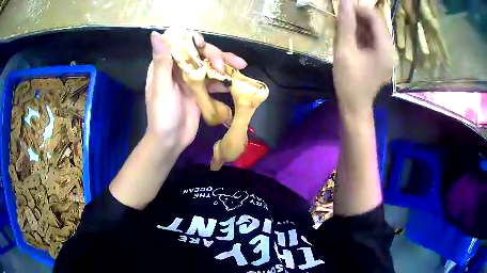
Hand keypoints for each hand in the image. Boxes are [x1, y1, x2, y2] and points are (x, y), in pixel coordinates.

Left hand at [145, 31, 246, 153]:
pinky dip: (225, 80)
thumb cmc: (162, 114)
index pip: (181, 45)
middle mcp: (179, 69)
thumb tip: (156, 34)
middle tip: (225, 65)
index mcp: (166, 65)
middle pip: (200, 53)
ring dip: (225, 64)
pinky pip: (215, 81)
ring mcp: (192, 80)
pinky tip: (236, 81)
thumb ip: (161, 60)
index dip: (193, 42)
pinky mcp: (201, 91)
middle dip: (215, 55)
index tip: (204, 46)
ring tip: (241, 66)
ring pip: (210, 64)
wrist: (171, 140)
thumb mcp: (161, 86)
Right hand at [333, 0, 393, 113]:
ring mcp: (386, 56)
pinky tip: (350, 38)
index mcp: (385, 48)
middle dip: (359, 18)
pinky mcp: (381, 60)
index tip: (342, 9)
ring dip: (359, 26)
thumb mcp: (345, 51)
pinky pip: (373, 41)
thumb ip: (346, 25)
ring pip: (374, 32)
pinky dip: (361, 36)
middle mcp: (390, 50)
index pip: (375, 18)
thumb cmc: (350, 81)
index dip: (359, 9)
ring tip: (344, 28)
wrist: (355, 107)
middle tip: (342, 18)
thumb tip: (345, 2)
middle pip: (376, 24)